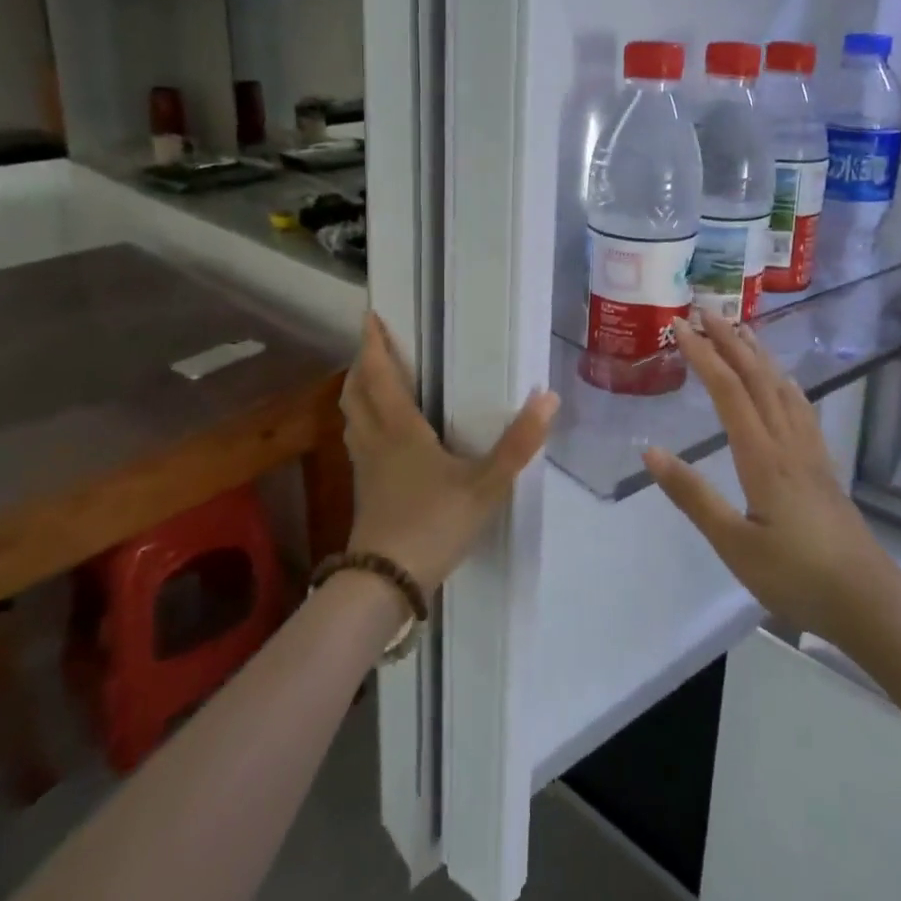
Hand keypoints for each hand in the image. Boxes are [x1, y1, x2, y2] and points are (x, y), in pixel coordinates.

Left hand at [340, 311, 557, 592]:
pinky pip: (357, 441)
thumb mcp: (485, 486)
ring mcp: (365, 468)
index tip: (370, 316)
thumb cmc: (433, 525)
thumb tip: (547, 397)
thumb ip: (518, 444)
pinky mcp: (365, 491)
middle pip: (357, 393)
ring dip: (358, 391)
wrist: (385, 584)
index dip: (373, 345)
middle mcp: (376, 441)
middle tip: (373, 344)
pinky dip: (362, 422)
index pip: (380, 376)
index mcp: (400, 430)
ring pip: (352, 418)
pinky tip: (379, 435)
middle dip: (362, 364)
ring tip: (372, 379)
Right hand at [642, 317, 893, 646]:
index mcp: (762, 455)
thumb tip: (650, 450)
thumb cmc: (795, 575)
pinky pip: (800, 405)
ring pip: (781, 385)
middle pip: (756, 376)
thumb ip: (693, 495)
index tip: (680, 325)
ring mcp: (809, 449)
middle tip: (705, 310)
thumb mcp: (733, 543)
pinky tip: (782, 380)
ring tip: (739, 329)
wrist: (868, 600)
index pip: (727, 390)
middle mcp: (787, 440)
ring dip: (757, 352)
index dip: (702, 353)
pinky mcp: (822, 463)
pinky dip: (783, 380)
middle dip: (729, 339)